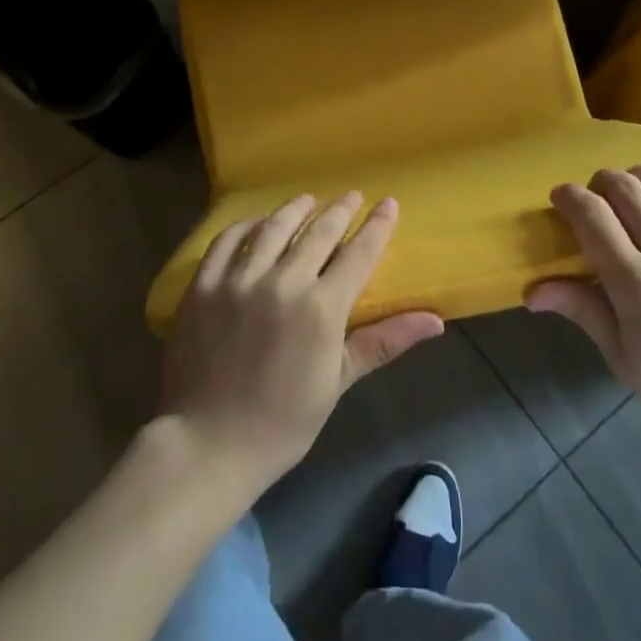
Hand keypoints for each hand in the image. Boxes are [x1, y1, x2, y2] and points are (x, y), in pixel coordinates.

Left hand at [161, 193, 444, 493]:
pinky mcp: (204, 285)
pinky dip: (245, 225)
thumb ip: (385, 341)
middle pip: (319, 232)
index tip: (388, 204)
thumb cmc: (283, 420)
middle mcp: (282, 282)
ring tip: (308, 200)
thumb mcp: (339, 380)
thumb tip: (436, 321)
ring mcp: (238, 280)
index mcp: (321, 308)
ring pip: (273, 227)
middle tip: (352, 195)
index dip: (377, 226)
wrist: (208, 444)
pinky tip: (257, 223)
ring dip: (296, 209)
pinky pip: (227, 241)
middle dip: (340, 210)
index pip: (358, 253)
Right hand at [530, 166, 640, 459]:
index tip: (561, 198)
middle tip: (595, 196)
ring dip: (639, 175)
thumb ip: (581, 310)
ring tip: (631, 188)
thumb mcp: (622, 357)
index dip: (570, 197)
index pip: (592, 217)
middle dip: (601, 181)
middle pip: (626, 189)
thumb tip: (531, 291)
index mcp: (635, 284)